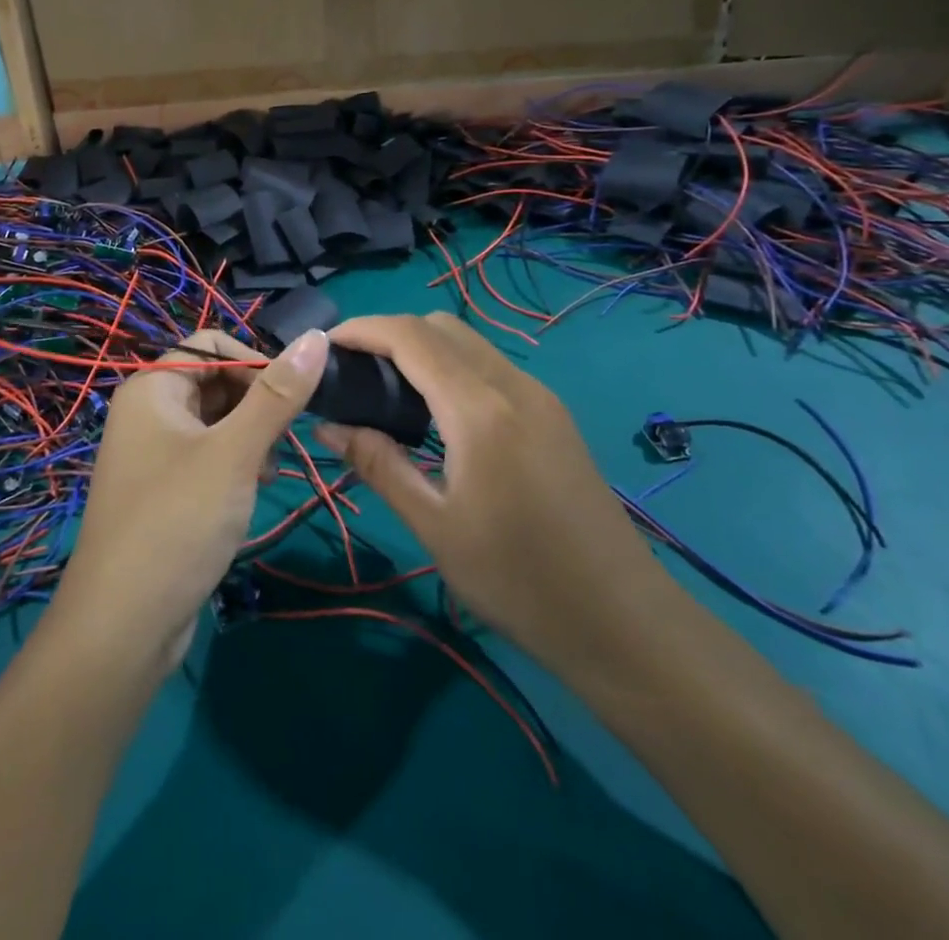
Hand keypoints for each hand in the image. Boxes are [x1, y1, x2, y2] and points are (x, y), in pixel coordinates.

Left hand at [51, 327, 329, 675]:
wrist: (122, 626)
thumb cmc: (177, 523)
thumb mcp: (235, 453)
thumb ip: (278, 394)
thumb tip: (317, 337)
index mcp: (152, 388)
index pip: (211, 344)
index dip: (254, 362)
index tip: (294, 397)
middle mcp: (148, 412)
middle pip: (214, 380)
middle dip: (256, 402)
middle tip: (286, 438)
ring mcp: (153, 453)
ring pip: (215, 420)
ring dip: (250, 435)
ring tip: (271, 467)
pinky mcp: (164, 490)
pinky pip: (207, 455)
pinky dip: (235, 462)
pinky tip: (256, 487)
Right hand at [316, 313, 672, 680]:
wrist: (623, 622)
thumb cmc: (519, 581)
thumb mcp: (435, 526)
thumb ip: (378, 464)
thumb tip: (328, 425)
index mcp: (480, 410)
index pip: (411, 337)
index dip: (363, 328)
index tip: (325, 345)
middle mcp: (513, 386)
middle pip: (441, 327)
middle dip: (389, 333)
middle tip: (352, 370)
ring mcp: (540, 397)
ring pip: (469, 343)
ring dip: (422, 348)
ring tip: (384, 388)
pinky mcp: (553, 415)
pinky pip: (491, 367)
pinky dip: (451, 367)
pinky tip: (434, 412)